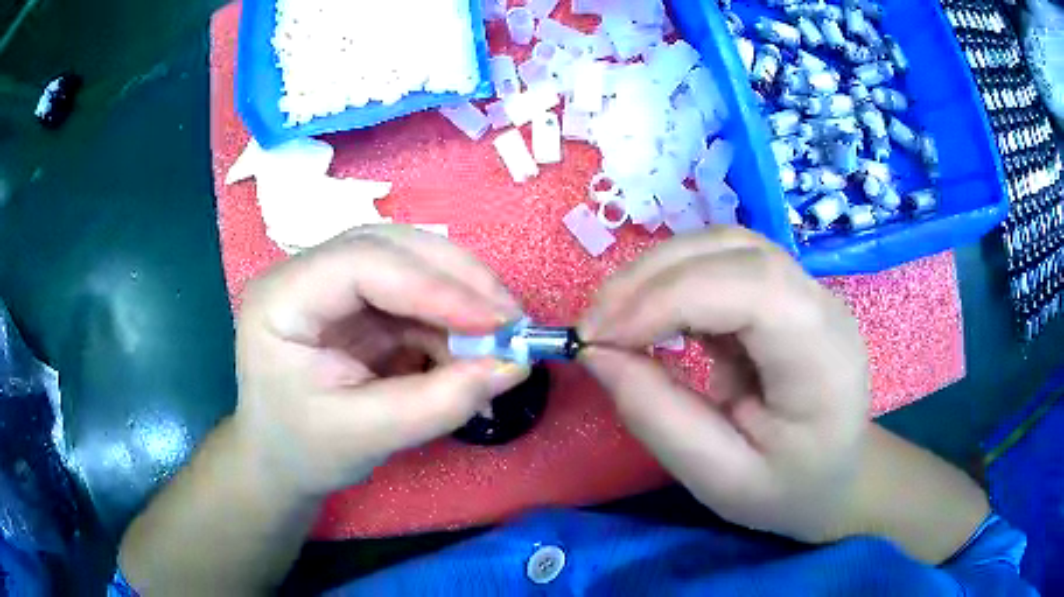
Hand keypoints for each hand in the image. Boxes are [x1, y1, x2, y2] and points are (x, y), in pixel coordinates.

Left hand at [234, 226, 528, 497]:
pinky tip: (472, 346)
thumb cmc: (304, 450)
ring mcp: (334, 283)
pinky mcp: (359, 302)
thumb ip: (438, 403)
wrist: (281, 459)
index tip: (497, 322)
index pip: (363, 262)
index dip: (434, 285)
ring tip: (500, 335)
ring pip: (410, 262)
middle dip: (457, 279)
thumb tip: (514, 366)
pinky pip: (416, 293)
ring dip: (461, 294)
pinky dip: (452, 317)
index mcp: (282, 299)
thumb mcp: (366, 437)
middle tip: (512, 319)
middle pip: (391, 247)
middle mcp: (306, 274)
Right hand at [579, 227, 869, 542]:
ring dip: (657, 271)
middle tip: (593, 326)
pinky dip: (673, 279)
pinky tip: (650, 314)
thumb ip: (659, 418)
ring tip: (613, 317)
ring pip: (723, 245)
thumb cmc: (787, 489)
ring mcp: (805, 289)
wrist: (835, 476)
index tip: (600, 339)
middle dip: (650, 277)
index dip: (668, 299)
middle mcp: (821, 304)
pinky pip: (722, 262)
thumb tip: (596, 354)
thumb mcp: (720, 478)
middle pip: (733, 251)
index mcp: (823, 357)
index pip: (751, 289)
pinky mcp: (783, 291)